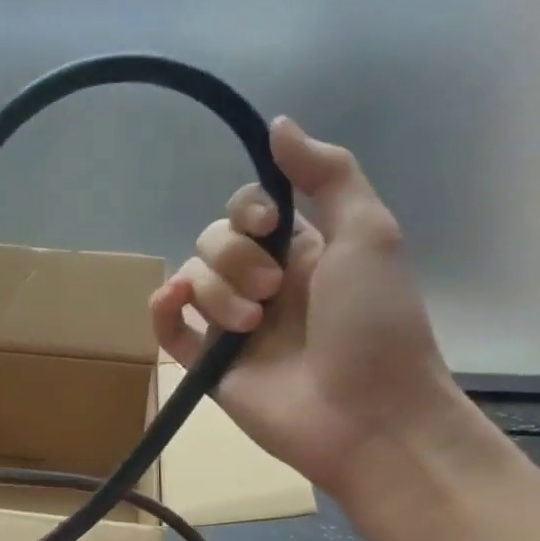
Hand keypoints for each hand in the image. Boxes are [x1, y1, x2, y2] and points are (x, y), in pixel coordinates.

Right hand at [150, 118, 474, 497]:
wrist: (370, 416)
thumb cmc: (376, 324)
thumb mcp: (370, 233)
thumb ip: (328, 174)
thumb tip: (277, 123)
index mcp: (300, 251)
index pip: (246, 210)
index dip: (245, 210)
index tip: (265, 223)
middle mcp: (263, 283)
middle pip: (212, 241)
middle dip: (235, 259)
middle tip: (273, 293)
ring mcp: (232, 327)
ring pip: (190, 280)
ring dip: (217, 293)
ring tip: (252, 327)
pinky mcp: (207, 365)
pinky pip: (168, 327)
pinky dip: (163, 310)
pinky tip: (174, 304)